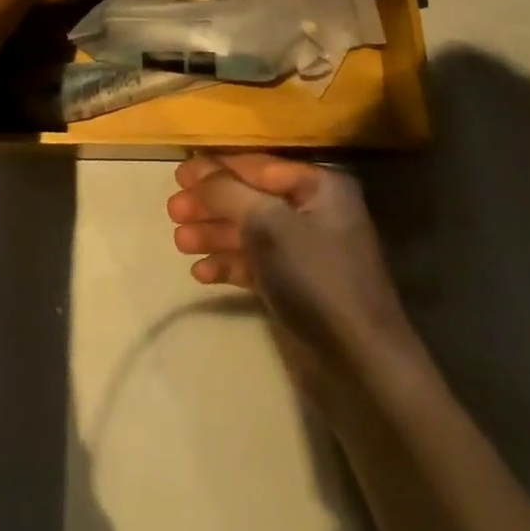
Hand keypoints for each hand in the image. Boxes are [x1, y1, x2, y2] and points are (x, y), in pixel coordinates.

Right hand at [167, 154, 414, 395]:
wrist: (358, 365)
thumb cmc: (315, 277)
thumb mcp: (267, 224)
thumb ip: (228, 192)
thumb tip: (198, 171)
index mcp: (319, 187)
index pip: (258, 166)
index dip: (216, 168)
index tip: (178, 173)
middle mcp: (314, 212)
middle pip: (250, 198)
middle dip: (210, 204)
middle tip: (172, 211)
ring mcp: (305, 252)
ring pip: (249, 232)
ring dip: (214, 234)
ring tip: (179, 242)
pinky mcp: (295, 286)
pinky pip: (255, 264)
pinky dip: (229, 264)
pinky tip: (201, 272)